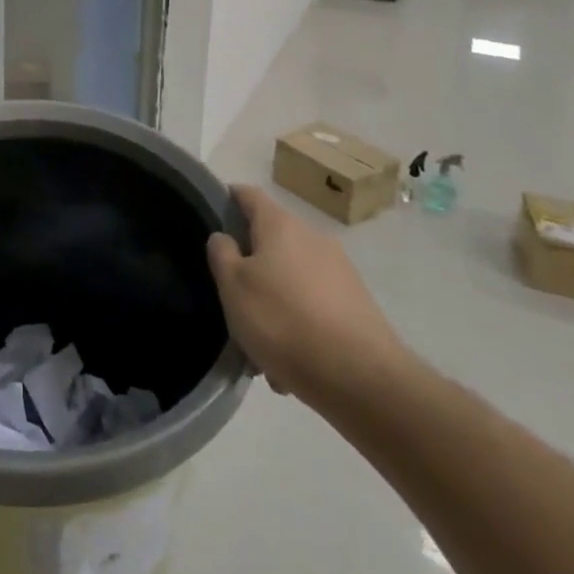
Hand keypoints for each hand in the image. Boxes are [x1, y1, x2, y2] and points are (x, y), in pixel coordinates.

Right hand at [207, 184, 404, 407]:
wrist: (362, 379)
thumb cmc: (283, 321)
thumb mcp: (233, 286)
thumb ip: (221, 254)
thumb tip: (225, 237)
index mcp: (280, 225)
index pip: (247, 194)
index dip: (227, 199)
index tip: (212, 217)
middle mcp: (313, 238)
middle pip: (270, 241)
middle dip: (250, 267)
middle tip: (232, 299)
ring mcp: (340, 271)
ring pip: (290, 279)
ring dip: (273, 302)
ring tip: (260, 345)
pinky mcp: (357, 305)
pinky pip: (314, 306)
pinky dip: (298, 324)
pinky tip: (289, 362)